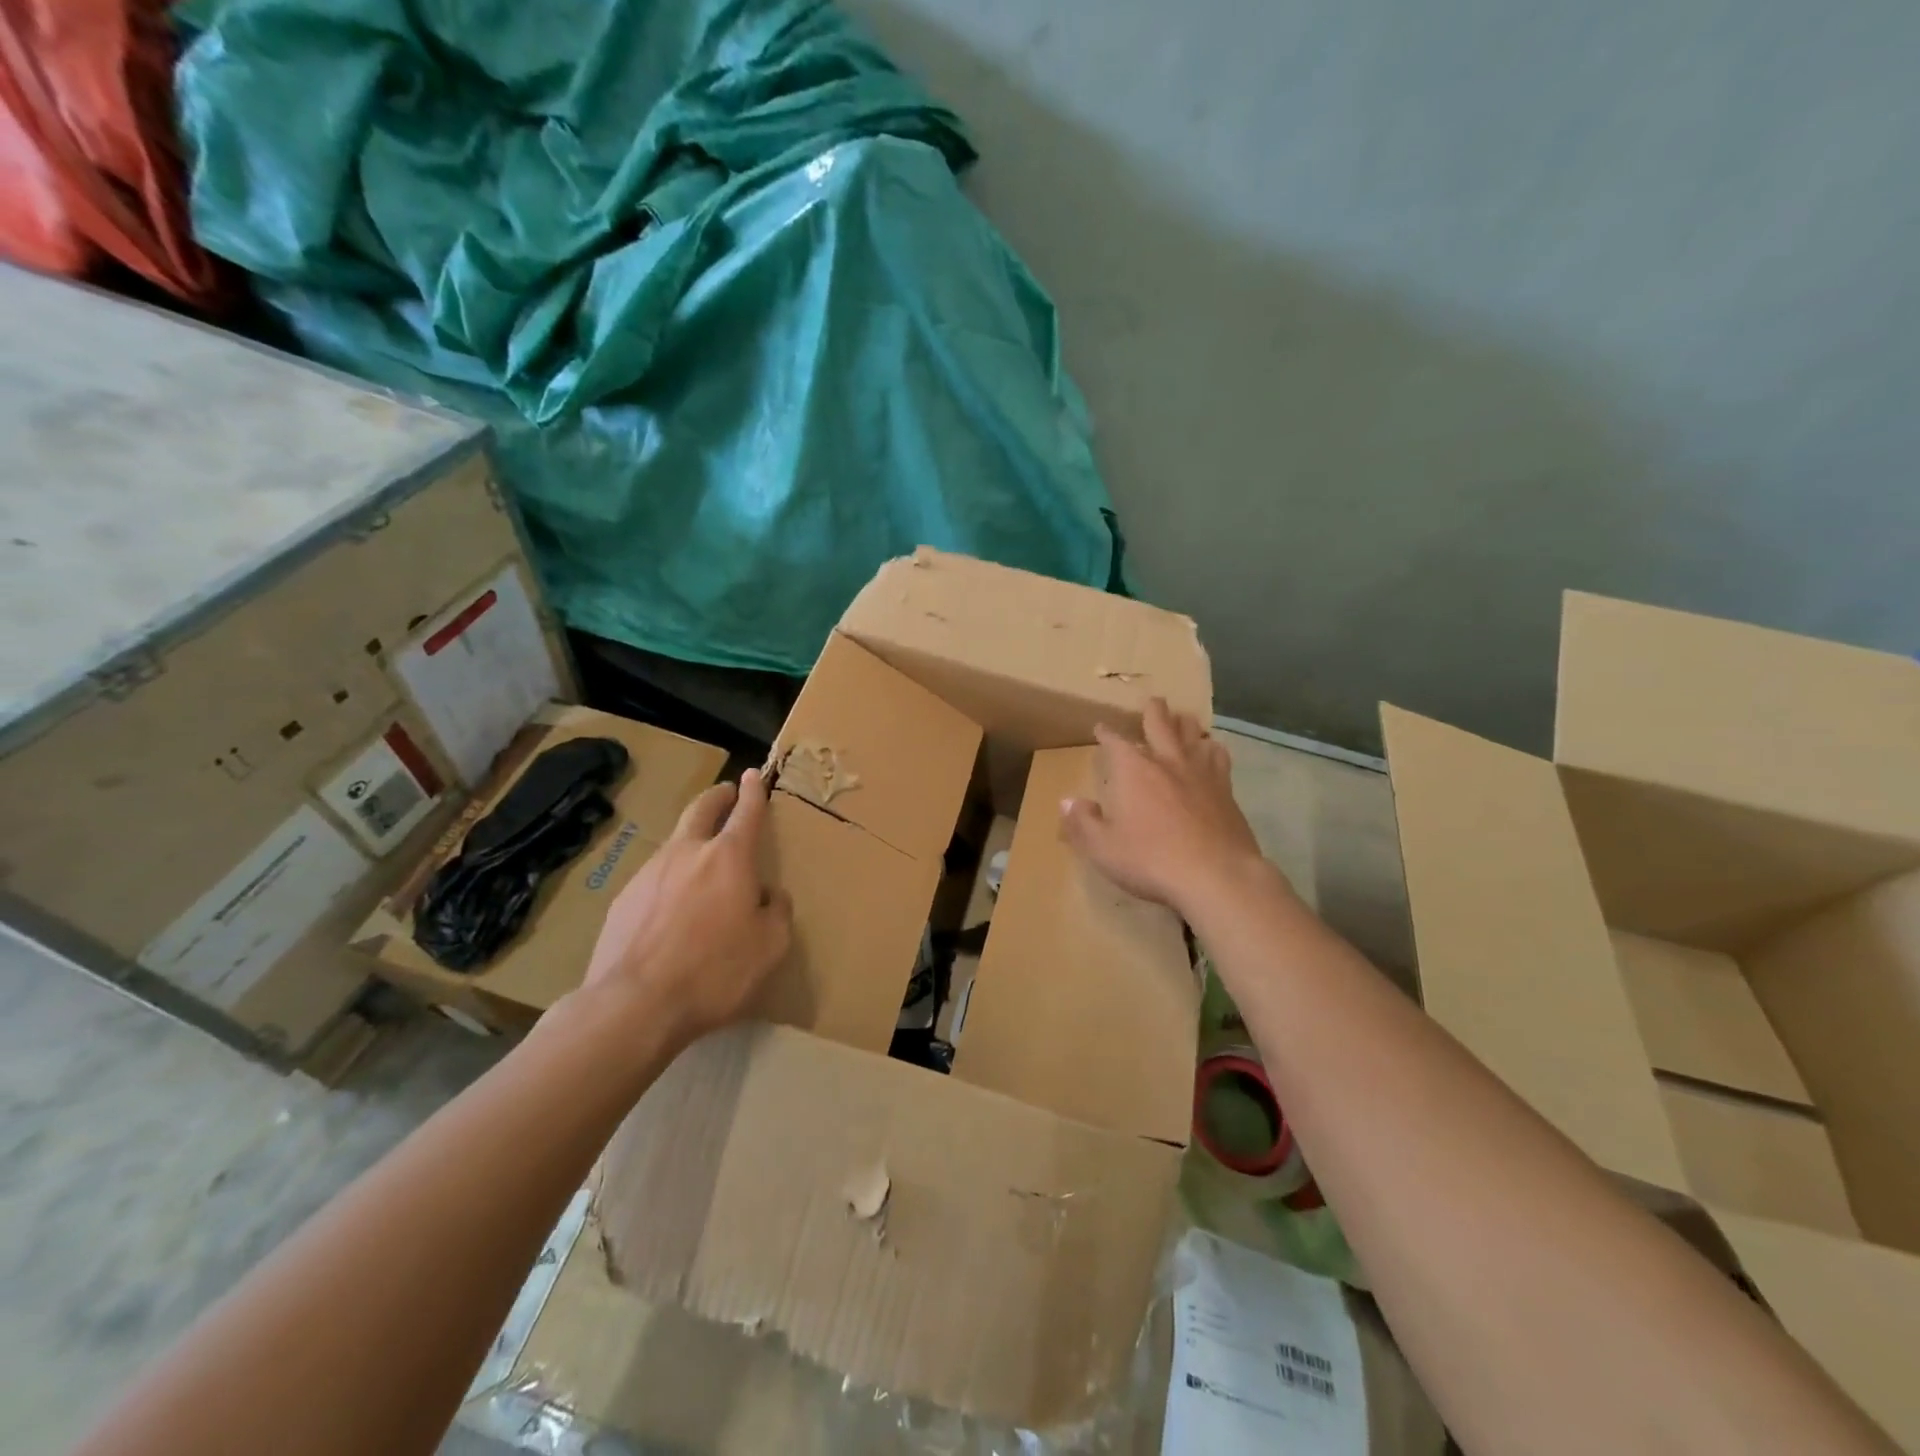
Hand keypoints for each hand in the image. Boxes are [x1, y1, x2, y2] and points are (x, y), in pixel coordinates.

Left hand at [582, 767, 791, 1052]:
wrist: (634, 1005)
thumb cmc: (715, 971)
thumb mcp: (770, 946)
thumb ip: (777, 911)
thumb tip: (768, 894)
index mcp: (729, 857)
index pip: (746, 812)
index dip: (753, 792)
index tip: (754, 775)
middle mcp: (687, 853)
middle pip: (701, 809)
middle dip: (717, 796)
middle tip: (726, 793)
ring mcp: (649, 873)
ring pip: (675, 843)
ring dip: (692, 839)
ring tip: (702, 861)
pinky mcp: (623, 899)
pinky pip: (655, 877)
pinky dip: (670, 878)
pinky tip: (672, 908)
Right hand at [1061, 698, 1272, 915]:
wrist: (1215, 875)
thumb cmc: (1150, 860)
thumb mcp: (1103, 848)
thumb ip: (1082, 823)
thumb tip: (1067, 802)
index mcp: (1133, 770)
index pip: (1115, 741)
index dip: (1106, 733)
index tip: (1101, 729)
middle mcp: (1166, 761)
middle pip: (1160, 723)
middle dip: (1153, 711)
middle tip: (1152, 701)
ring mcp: (1200, 772)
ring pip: (1193, 734)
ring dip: (1185, 724)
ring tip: (1183, 719)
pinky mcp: (1226, 789)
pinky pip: (1218, 757)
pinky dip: (1211, 748)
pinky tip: (1211, 752)